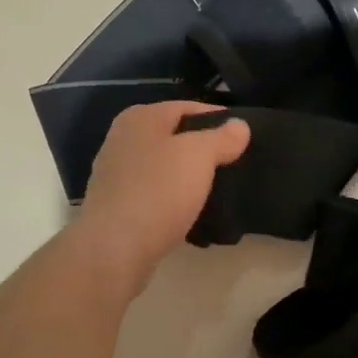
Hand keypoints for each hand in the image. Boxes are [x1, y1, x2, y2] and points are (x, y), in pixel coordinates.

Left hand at [75, 102, 249, 293]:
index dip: (217, 118)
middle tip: (234, 163)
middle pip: (172, 137)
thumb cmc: (158, 191)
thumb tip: (239, 125)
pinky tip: (190, 214)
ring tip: (217, 190)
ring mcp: (115, 175)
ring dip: (187, 177)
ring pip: (162, 168)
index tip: (243, 136)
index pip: (186, 108)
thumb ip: (221, 137)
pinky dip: (172, 201)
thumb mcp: (198, 156)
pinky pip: (153, 196)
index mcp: (139, 118)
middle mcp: (122, 140)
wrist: (115, 249)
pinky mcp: (116, 207)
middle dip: (201, 149)